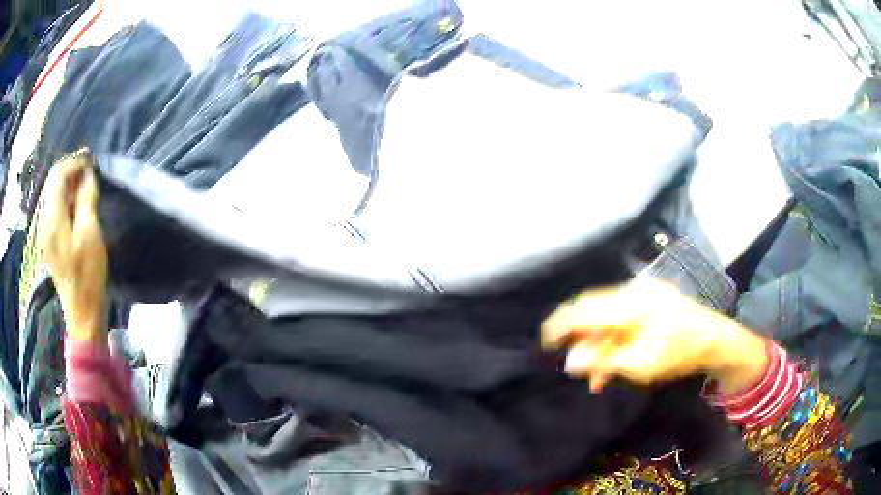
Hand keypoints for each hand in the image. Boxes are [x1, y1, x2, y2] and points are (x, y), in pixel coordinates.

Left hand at [38, 152, 107, 340]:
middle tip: (89, 169)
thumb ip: (86, 199)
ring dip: (69, 185)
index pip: (58, 175)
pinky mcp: (50, 242)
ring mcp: (46, 233)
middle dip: (71, 171)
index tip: (91, 160)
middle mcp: (45, 221)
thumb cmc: (87, 275)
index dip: (74, 162)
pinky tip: (77, 204)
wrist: (82, 312)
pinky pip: (55, 210)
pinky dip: (66, 200)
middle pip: (53, 183)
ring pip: (53, 196)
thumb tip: (87, 174)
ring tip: (85, 184)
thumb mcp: (90, 233)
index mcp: (53, 219)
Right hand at [542, 277, 768, 394]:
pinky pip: (620, 318)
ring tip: (596, 377)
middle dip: (579, 339)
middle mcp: (633, 291)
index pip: (583, 308)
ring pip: (605, 317)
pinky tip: (612, 364)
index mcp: (631, 303)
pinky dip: (612, 340)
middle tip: (572, 365)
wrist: (714, 340)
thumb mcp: (641, 364)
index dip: (559, 324)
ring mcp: (642, 294)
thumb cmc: (679, 353)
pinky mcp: (648, 301)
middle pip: (592, 311)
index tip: (543, 342)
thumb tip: (570, 360)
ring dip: (597, 346)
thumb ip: (604, 360)